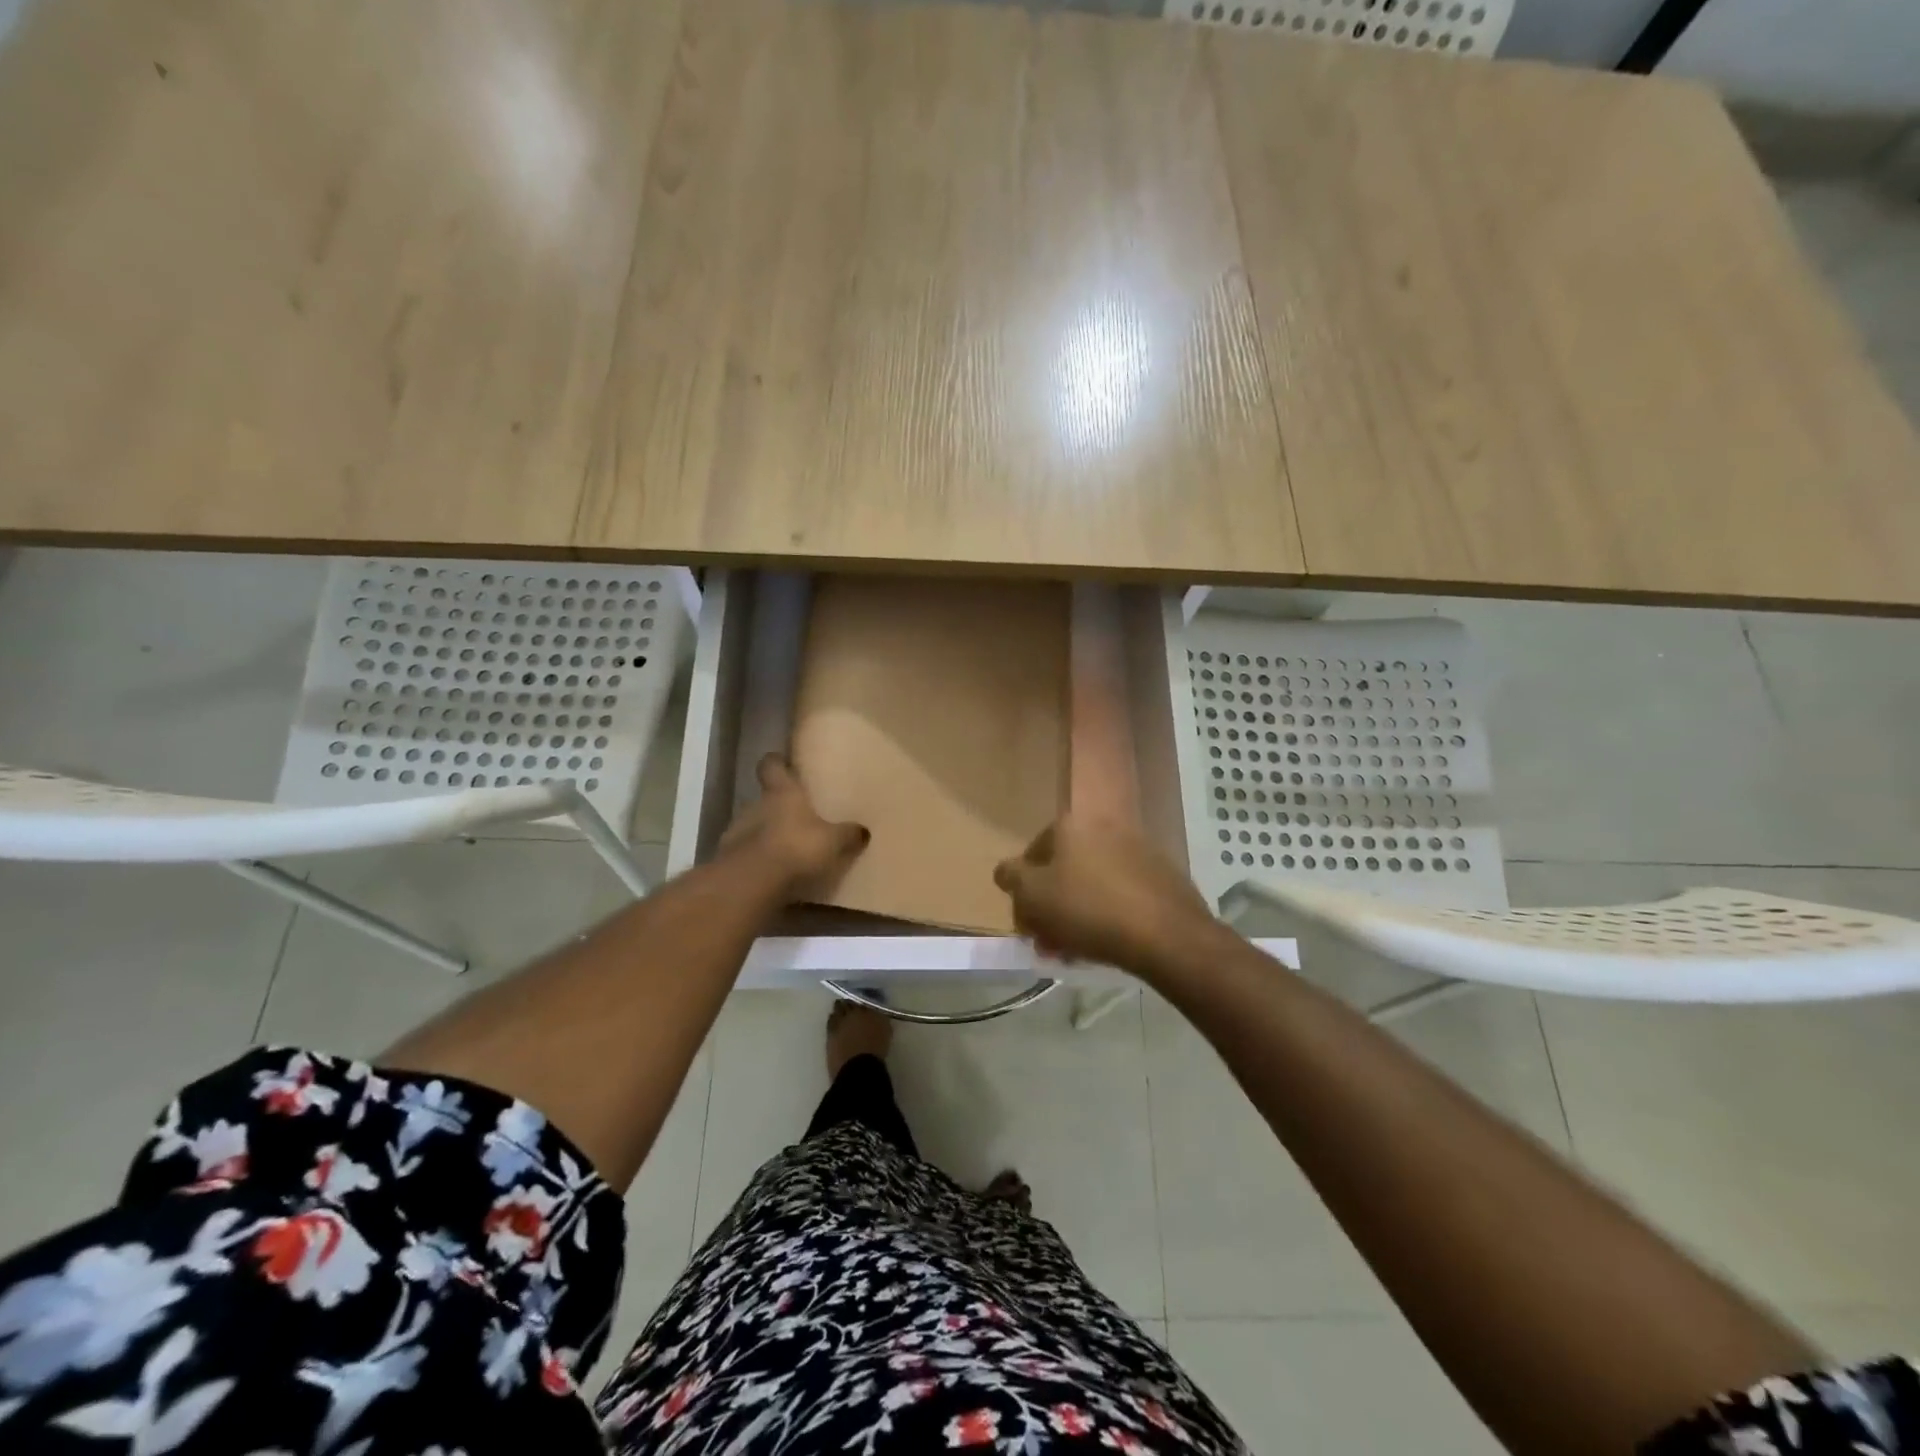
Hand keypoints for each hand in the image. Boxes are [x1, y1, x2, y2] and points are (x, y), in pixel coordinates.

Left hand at [718, 755, 869, 901]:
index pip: (771, 766)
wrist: (751, 882)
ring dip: (765, 835)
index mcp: (781, 792)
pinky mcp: (728, 860)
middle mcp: (755, 805)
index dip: (776, 763)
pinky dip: (757, 861)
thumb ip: (848, 835)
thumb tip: (864, 830)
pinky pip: (745, 855)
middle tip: (796, 817)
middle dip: (776, 807)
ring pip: (752, 827)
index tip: (781, 762)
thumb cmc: (796, 847)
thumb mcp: (833, 841)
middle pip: (763, 799)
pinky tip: (772, 875)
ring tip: (785, 850)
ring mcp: (736, 832)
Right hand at [992, 814, 1219, 979]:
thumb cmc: (1088, 910)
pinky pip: (1121, 893)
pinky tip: (1109, 943)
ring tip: (1078, 951)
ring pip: (1092, 884)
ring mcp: (1136, 848)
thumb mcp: (1032, 895)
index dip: (1024, 894)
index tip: (1029, 927)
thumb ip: (1011, 877)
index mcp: (1069, 824)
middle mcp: (1102, 826)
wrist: (1166, 933)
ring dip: (1078, 914)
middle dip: (1052, 908)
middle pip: (1063, 871)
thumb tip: (1007, 871)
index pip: (1031, 856)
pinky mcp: (1161, 873)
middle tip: (1051, 944)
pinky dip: (1109, 913)